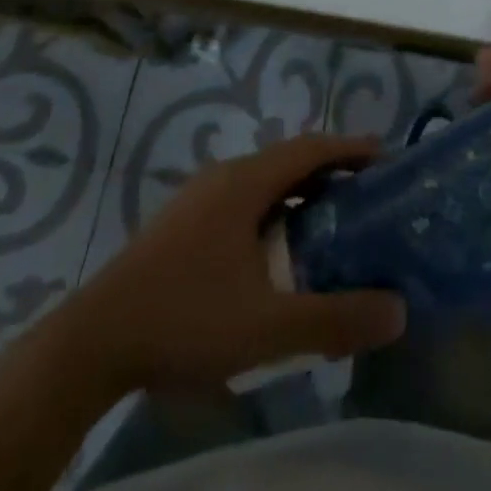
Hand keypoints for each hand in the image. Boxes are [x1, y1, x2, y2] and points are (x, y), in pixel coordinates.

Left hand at [73, 133, 406, 390]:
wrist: (92, 343)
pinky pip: (241, 202)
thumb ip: (335, 319)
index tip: (386, 159)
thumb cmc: (185, 319)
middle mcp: (222, 178)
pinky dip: (273, 213)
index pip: (310, 148)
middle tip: (368, 198)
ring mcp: (196, 200)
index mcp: (244, 183)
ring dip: (300, 195)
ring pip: (262, 183)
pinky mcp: (181, 225)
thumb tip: (398, 310)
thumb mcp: (268, 326)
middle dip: (330, 173)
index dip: (350, 149)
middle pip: (288, 161)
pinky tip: (277, 254)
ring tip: (331, 225)